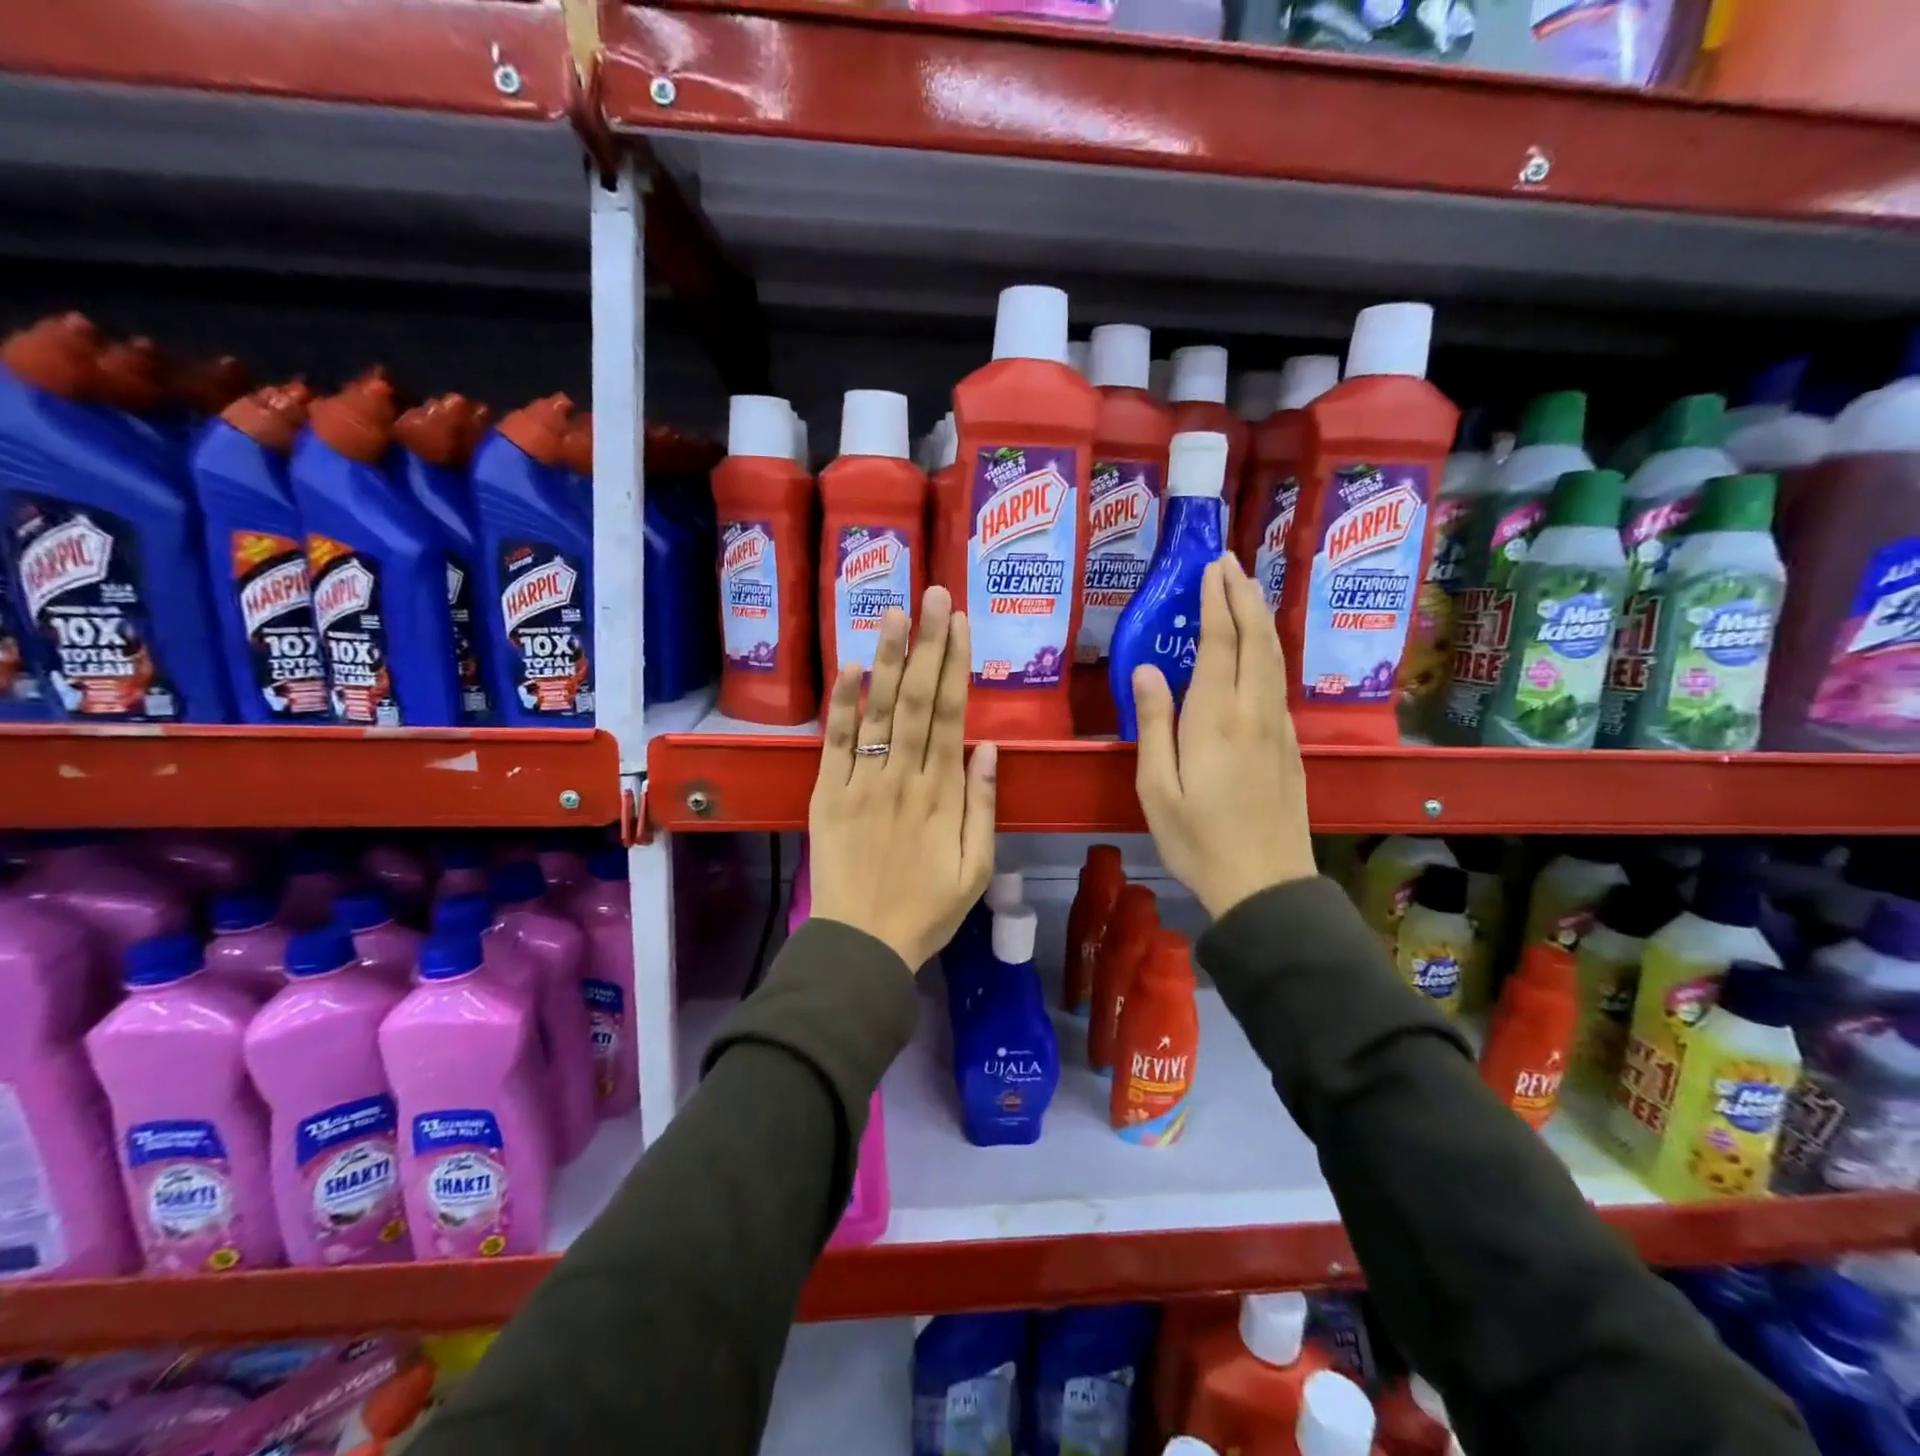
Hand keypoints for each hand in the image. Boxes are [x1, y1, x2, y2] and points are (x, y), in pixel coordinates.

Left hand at [809, 586, 996, 969]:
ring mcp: (862, 782)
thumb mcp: (977, 869)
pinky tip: (851, 666)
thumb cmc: (927, 911)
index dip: (957, 665)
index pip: (952, 715)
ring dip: (889, 659)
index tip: (961, 624)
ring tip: (896, 612)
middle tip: (934, 594)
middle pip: (918, 700)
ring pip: (879, 710)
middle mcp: (904, 777)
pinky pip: (835, 742)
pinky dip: (842, 703)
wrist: (862, 945)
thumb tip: (989, 747)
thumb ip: (984, 806)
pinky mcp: (828, 794)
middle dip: (928, 644)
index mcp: (944, 794)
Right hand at [1131, 554, 1316, 919]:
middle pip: (1256, 640)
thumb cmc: (1198, 840)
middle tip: (1230, 562)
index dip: (1216, 602)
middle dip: (1244, 596)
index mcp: (1215, 720)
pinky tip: (1258, 651)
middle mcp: (1254, 713)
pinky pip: (1278, 683)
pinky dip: (1268, 651)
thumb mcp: (1157, 788)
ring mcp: (1278, 729)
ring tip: (1247, 590)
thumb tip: (1146, 670)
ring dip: (1260, 619)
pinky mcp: (1289, 747)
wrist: (1265, 885)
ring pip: (1274, 659)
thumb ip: (1153, 724)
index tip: (1210, 568)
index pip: (1220, 644)